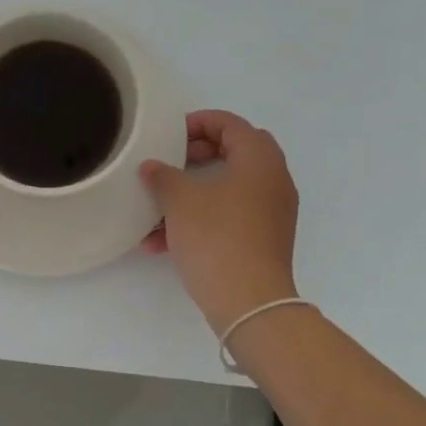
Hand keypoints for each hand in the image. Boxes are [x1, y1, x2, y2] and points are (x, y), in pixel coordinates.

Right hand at [142, 110, 300, 332]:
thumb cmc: (216, 237)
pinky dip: (201, 219)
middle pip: (235, 152)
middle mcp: (273, 180)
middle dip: (199, 154)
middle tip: (171, 162)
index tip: (170, 135)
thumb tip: (152, 167)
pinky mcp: (263, 239)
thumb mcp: (180, 200)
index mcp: (259, 159)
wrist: (249, 302)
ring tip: (156, 209)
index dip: (198, 123)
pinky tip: (162, 242)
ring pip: (229, 188)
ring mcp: (272, 212)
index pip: (230, 124)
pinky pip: (230, 216)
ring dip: (193, 192)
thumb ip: (163, 176)